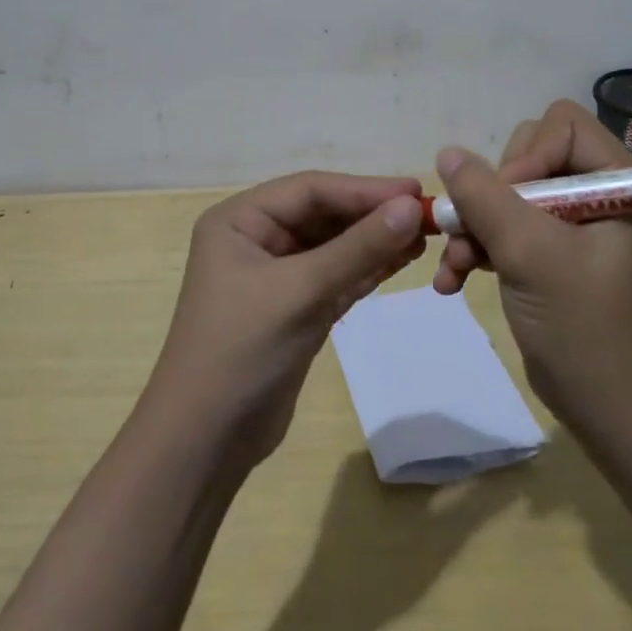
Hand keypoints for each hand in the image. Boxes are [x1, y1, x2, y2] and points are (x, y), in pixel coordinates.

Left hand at [147, 172, 426, 465]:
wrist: (205, 442)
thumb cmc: (242, 350)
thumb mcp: (301, 292)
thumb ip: (358, 248)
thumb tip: (413, 206)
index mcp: (239, 220)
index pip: (310, 190)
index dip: (364, 188)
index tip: (415, 191)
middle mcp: (255, 238)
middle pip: (323, 214)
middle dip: (371, 215)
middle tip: (426, 215)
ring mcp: (274, 275)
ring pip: (333, 246)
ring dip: (374, 241)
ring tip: (423, 237)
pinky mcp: (293, 308)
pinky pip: (335, 276)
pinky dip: (366, 269)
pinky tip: (401, 261)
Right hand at [431, 100, 631, 431]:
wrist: (604, 408)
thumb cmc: (581, 325)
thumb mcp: (529, 253)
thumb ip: (485, 196)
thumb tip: (448, 153)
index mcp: (618, 181)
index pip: (562, 125)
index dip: (528, 156)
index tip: (511, 203)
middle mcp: (596, 193)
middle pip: (528, 153)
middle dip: (492, 196)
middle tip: (481, 234)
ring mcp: (571, 223)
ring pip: (507, 191)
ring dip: (474, 226)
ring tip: (454, 266)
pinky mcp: (549, 250)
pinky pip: (503, 224)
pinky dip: (477, 247)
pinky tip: (453, 280)